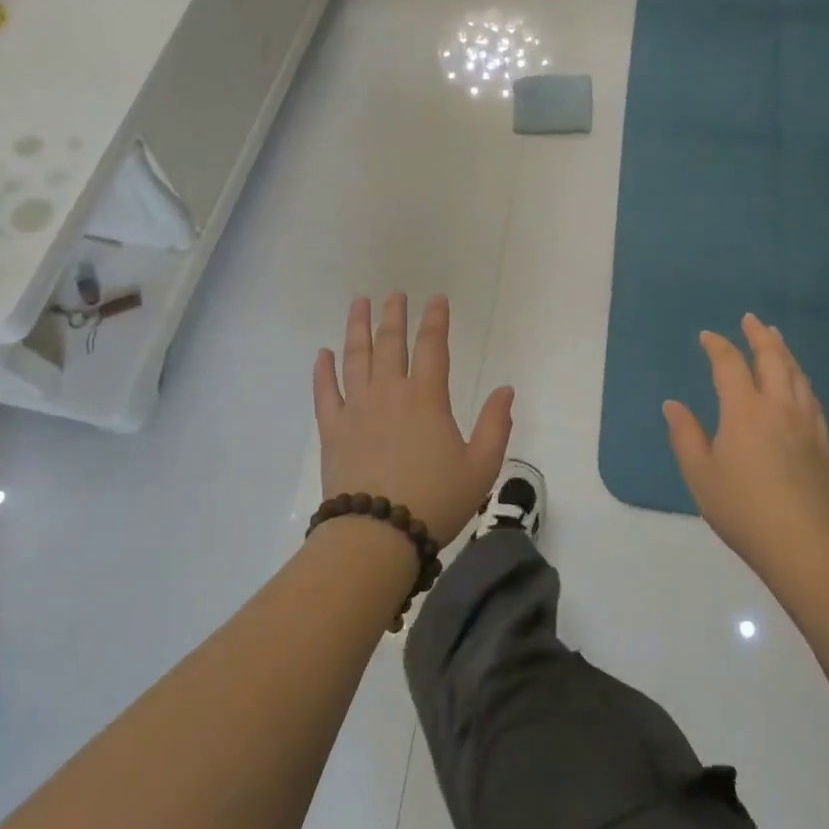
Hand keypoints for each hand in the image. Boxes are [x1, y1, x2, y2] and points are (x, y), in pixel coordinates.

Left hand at [313, 294, 514, 547]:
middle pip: (390, 343)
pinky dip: (323, 370)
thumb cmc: (436, 500)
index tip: (437, 298)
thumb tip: (505, 390)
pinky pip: (325, 392)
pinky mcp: (332, 429)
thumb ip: (496, 425)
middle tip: (395, 294)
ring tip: (359, 302)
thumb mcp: (481, 467)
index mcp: (426, 397)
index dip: (436, 319)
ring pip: (355, 357)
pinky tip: (323, 353)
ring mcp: (356, 408)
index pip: (433, 346)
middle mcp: (389, 392)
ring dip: (357, 327)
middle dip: (395, 315)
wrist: (376, 534)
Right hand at [664, 313, 828, 570]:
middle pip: (772, 359)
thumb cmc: (741, 507)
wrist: (801, 542)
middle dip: (759, 336)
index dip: (718, 346)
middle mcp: (778, 407)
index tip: (707, 336)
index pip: (729, 365)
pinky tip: (799, 383)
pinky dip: (801, 380)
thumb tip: (673, 405)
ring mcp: (805, 423)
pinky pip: (812, 398)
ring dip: (784, 352)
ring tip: (776, 340)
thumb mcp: (700, 473)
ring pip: (797, 375)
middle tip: (751, 320)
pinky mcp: (822, 442)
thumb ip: (685, 435)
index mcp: (744, 410)